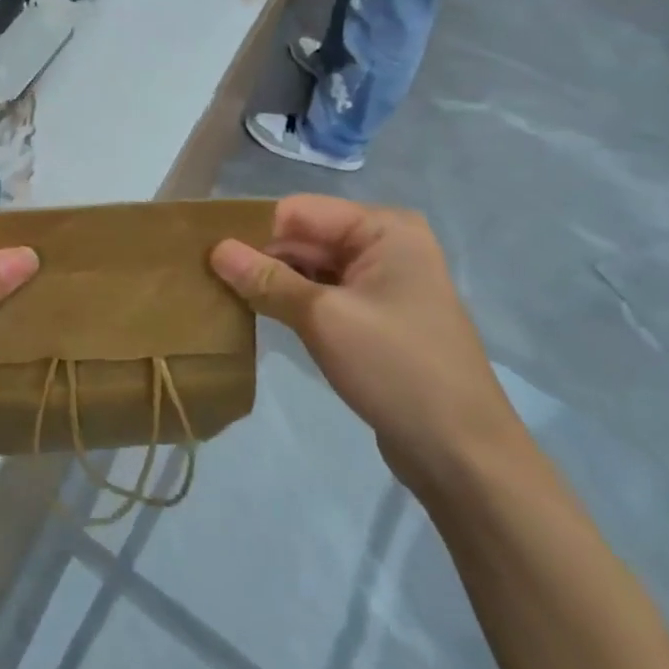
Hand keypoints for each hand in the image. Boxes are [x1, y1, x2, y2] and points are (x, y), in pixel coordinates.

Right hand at [209, 194, 524, 493]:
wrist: (463, 456)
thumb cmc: (398, 370)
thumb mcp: (324, 319)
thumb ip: (267, 280)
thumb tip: (215, 249)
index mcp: (384, 229)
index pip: (299, 212)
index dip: (253, 230)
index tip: (207, 251)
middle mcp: (385, 245)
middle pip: (304, 236)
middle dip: (259, 255)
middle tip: (204, 274)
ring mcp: (381, 282)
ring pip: (309, 266)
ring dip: (271, 280)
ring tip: (220, 291)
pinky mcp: (373, 316)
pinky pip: (321, 293)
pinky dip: (289, 300)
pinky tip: (255, 312)